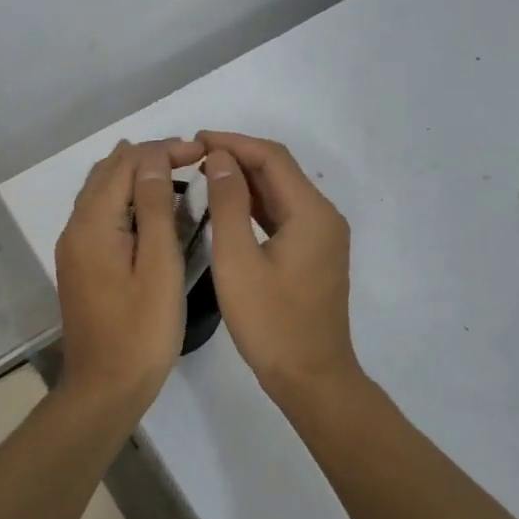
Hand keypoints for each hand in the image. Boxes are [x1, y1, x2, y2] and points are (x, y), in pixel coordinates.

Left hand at [55, 137, 204, 405]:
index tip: (203, 153)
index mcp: (93, 224)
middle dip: (150, 158)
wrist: (105, 389)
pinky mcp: (82, 264)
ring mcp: (75, 247)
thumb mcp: (158, 266)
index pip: (126, 164)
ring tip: (180, 178)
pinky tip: (155, 211)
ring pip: (103, 192)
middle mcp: (76, 228)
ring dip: (138, 177)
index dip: (164, 150)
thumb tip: (153, 158)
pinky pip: (102, 215)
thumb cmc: (141, 331)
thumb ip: (154, 208)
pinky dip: (128, 200)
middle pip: (109, 172)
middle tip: (193, 160)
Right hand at [199, 131, 363, 409]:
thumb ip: (229, 204)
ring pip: (281, 193)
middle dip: (239, 158)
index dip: (234, 143)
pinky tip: (227, 207)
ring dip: (245, 181)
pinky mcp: (314, 254)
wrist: (311, 378)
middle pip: (279, 171)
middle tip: (195, 156)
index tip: (196, 140)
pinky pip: (283, 216)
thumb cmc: (271, 323)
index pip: (272, 158)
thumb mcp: (238, 261)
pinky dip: (255, 205)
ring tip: (204, 174)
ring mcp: (322, 237)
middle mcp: (324, 216)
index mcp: (312, 212)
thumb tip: (222, 159)